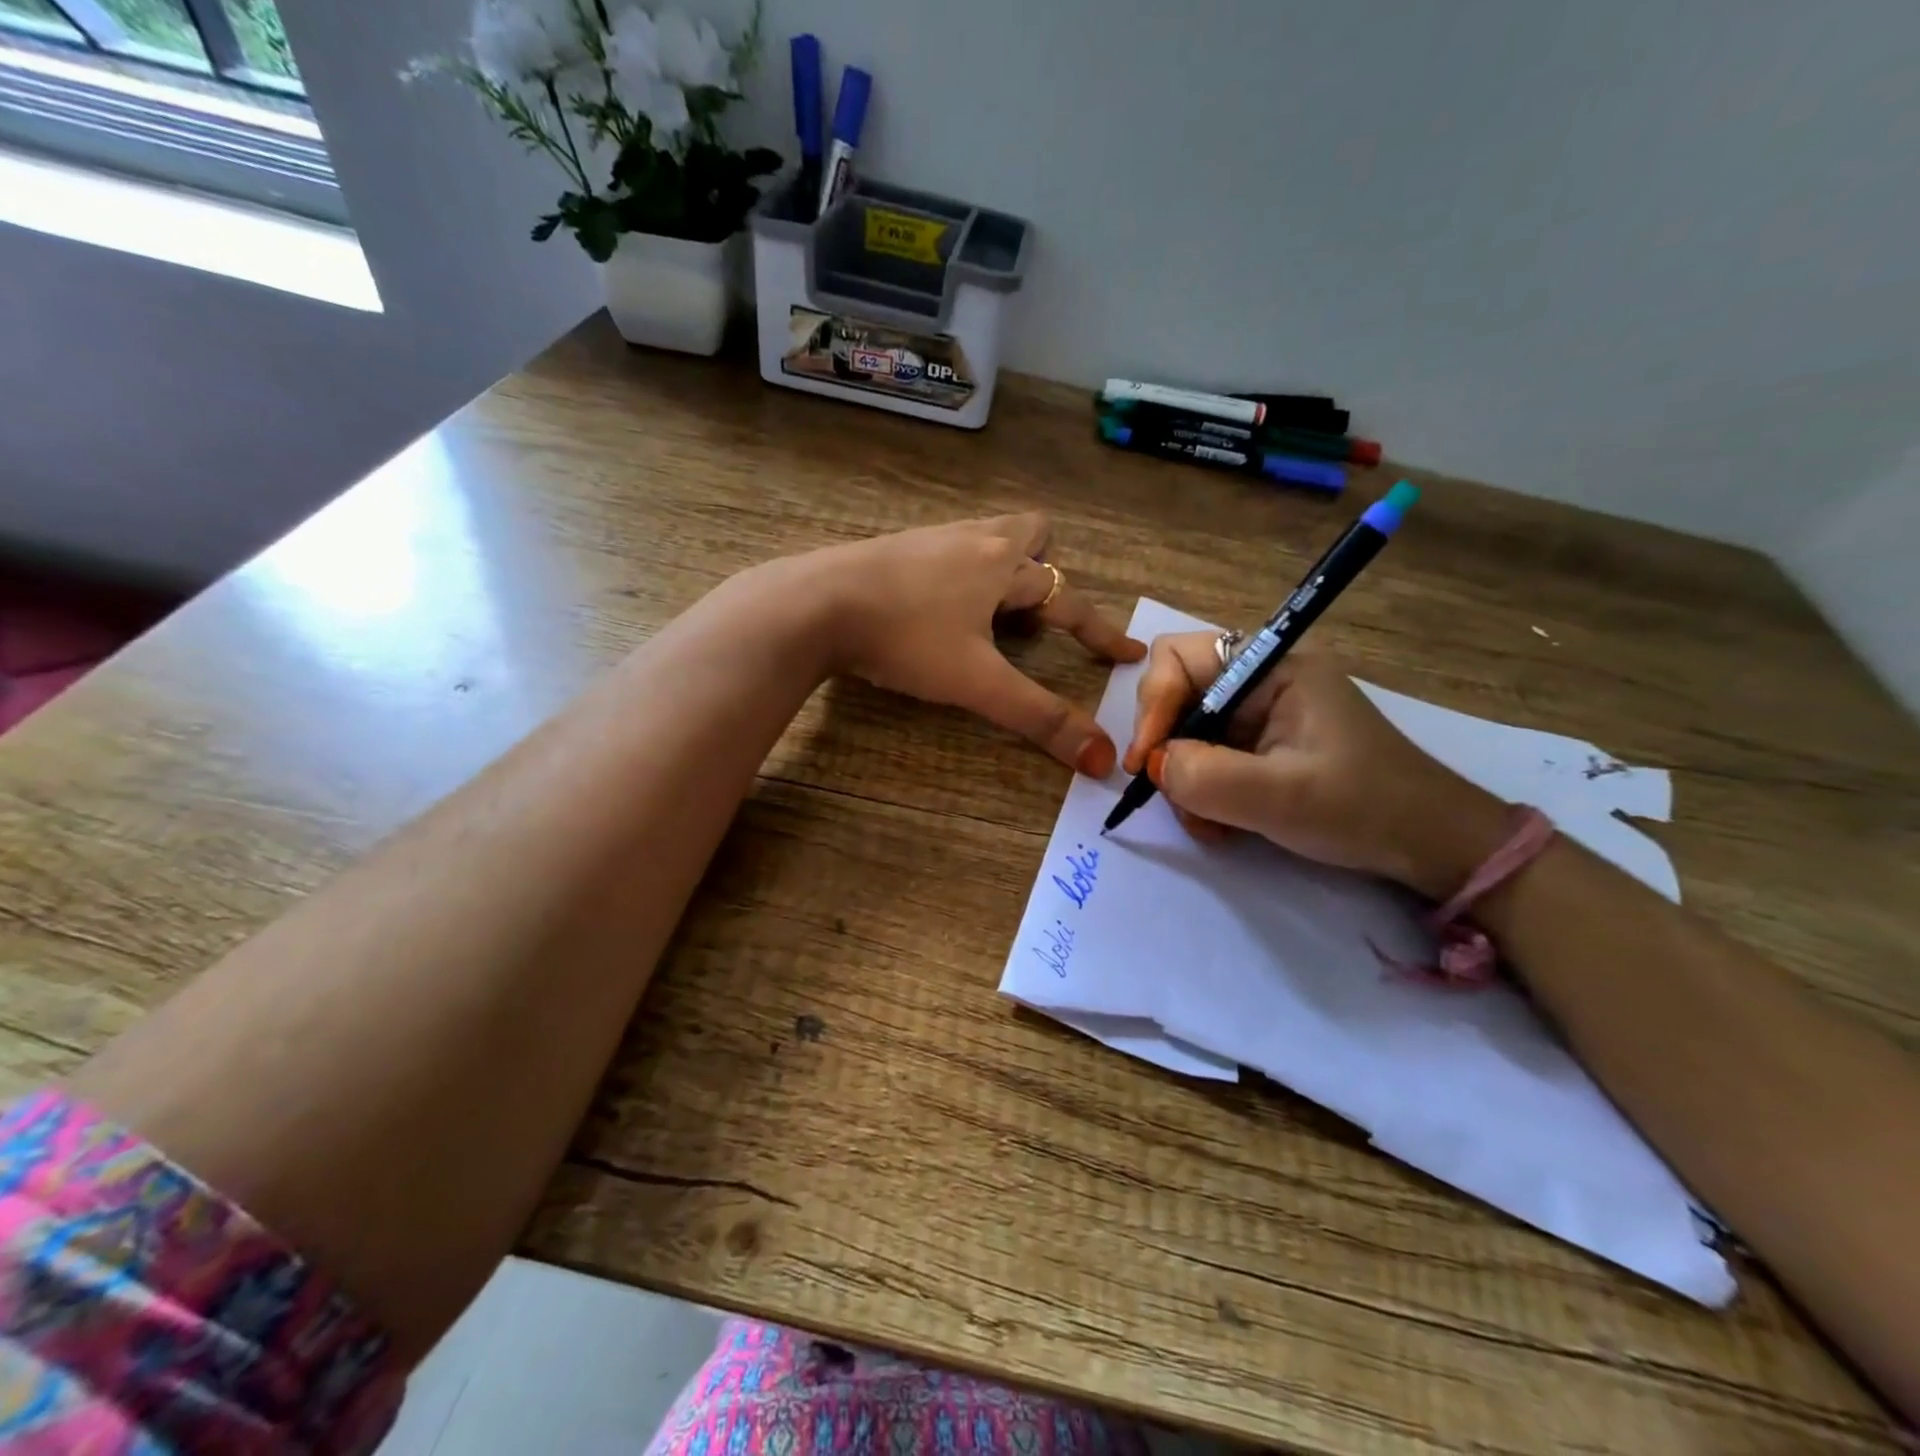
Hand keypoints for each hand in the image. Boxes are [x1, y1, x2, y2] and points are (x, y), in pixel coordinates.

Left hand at [795, 513, 1144, 772]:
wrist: (814, 603)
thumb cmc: (905, 637)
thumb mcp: (977, 684)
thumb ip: (1039, 718)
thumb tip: (1101, 758)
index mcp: (1003, 567)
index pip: (1069, 602)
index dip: (1102, 632)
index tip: (1130, 653)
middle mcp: (974, 541)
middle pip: (1030, 535)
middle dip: (1045, 570)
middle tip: (1035, 614)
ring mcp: (930, 539)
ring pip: (986, 538)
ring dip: (1002, 568)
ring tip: (990, 614)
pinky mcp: (894, 547)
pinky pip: (946, 550)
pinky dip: (959, 573)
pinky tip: (935, 605)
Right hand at [1122, 634, 1508, 897]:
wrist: (1429, 844)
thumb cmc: (1364, 809)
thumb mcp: (1281, 796)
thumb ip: (1206, 776)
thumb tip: (1154, 764)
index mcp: (1272, 668)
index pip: (1179, 658)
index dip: (1153, 705)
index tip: (1147, 763)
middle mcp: (1261, 680)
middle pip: (1176, 695)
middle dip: (1167, 748)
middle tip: (1175, 796)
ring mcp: (1260, 714)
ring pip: (1186, 732)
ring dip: (1183, 780)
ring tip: (1208, 824)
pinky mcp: (1261, 745)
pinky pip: (1206, 757)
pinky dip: (1200, 791)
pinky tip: (1221, 824)